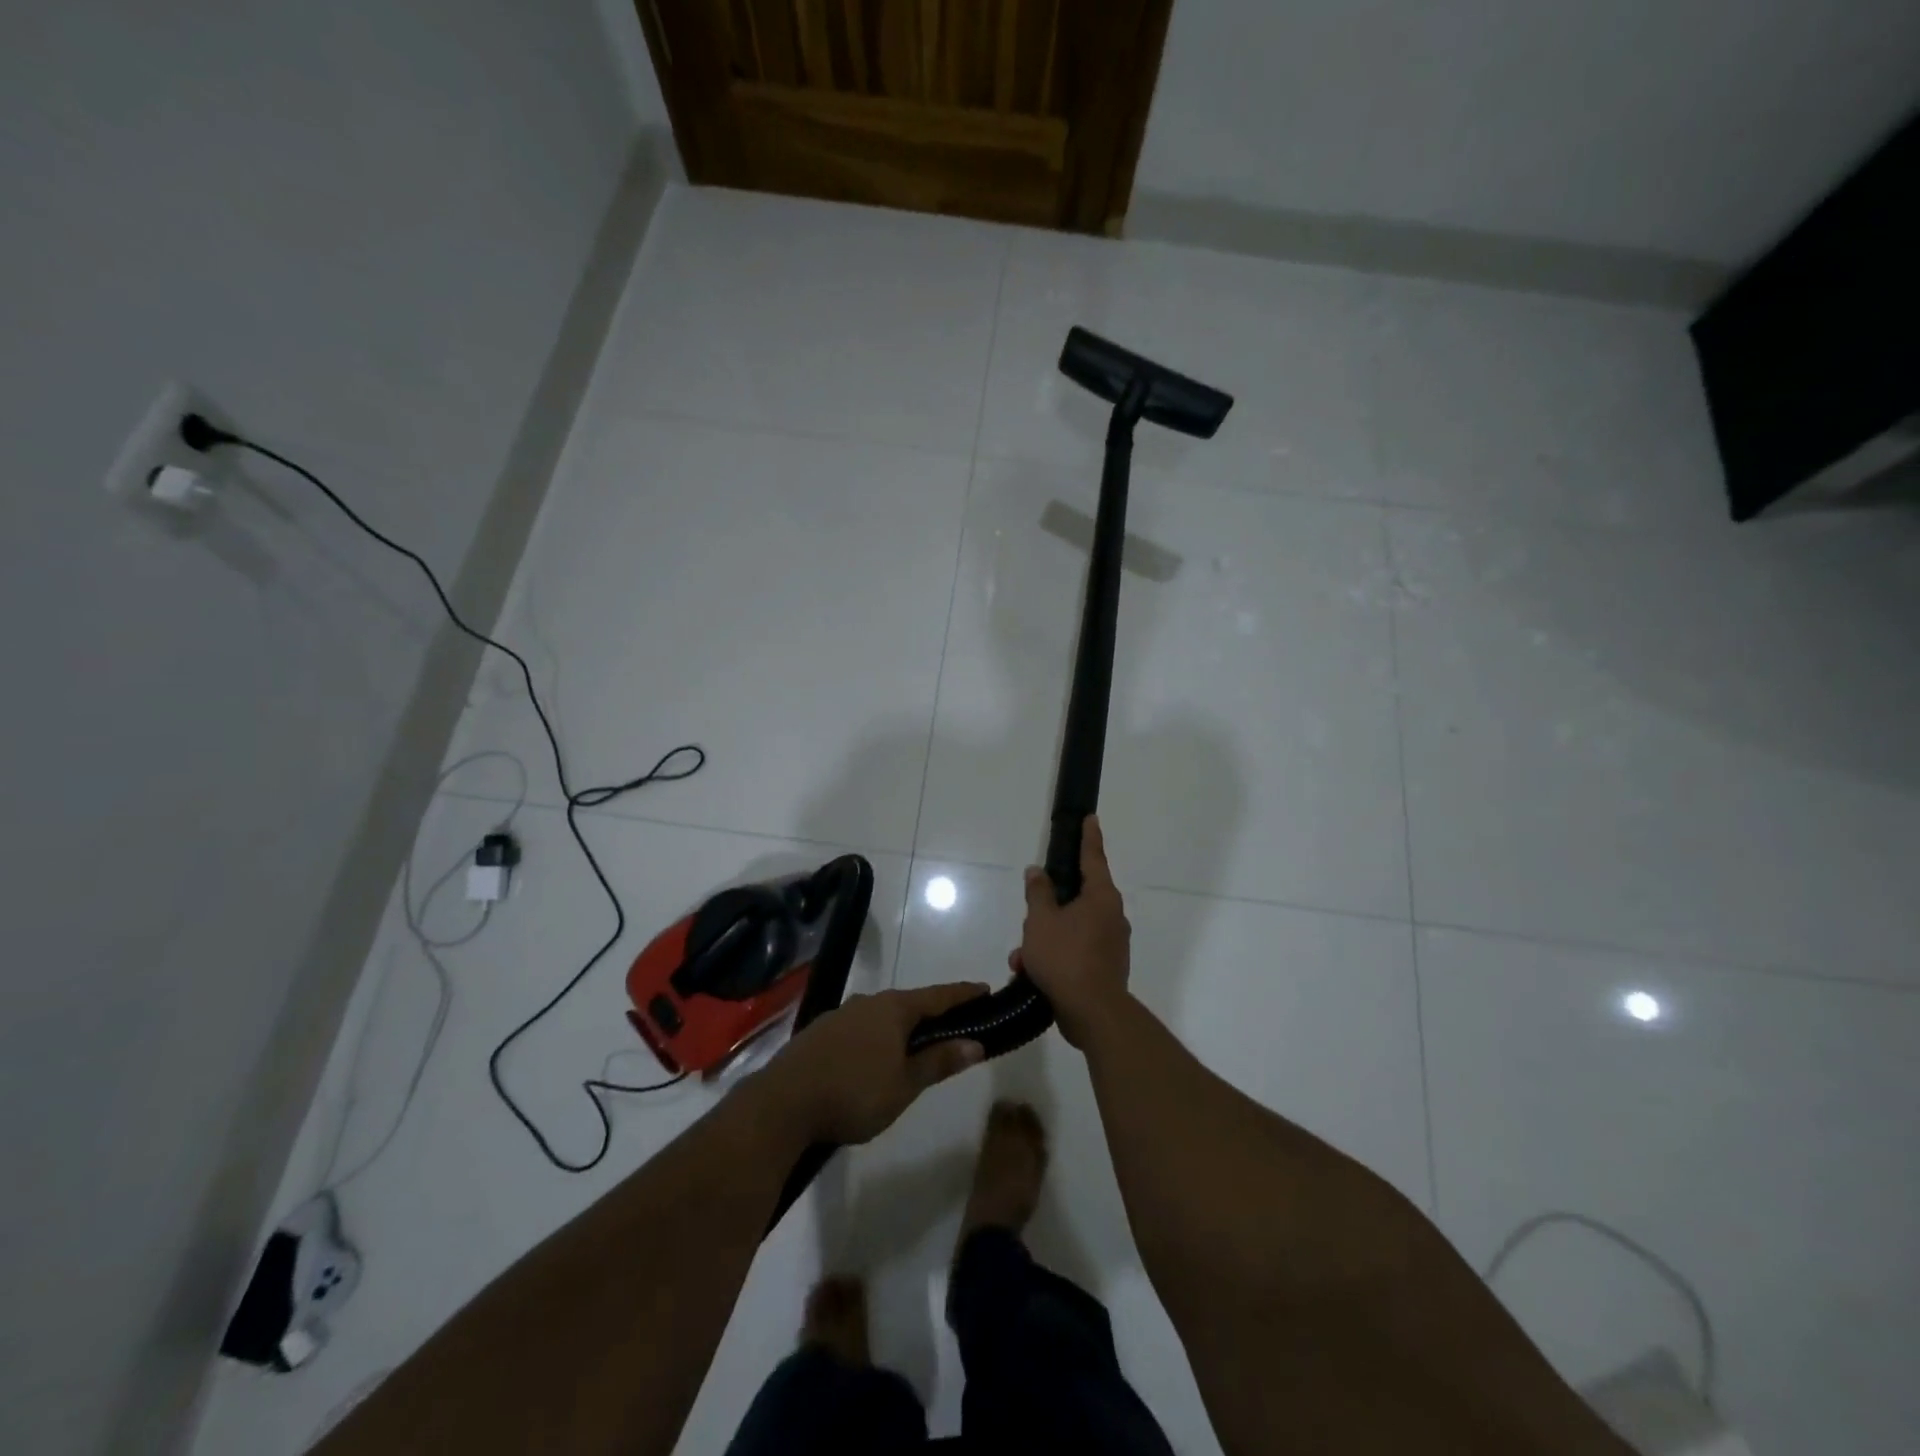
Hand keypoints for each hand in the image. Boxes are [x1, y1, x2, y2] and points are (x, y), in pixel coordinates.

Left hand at [763, 983, 987, 1144]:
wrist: (783, 1103)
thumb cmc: (854, 1093)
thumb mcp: (905, 1084)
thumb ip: (939, 1061)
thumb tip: (976, 1043)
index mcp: (894, 1008)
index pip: (938, 996)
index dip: (963, 994)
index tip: (985, 989)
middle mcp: (869, 1002)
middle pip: (910, 1003)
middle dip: (933, 1012)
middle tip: (955, 1023)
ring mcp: (841, 1015)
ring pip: (882, 1015)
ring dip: (903, 1026)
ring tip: (917, 1043)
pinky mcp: (821, 1032)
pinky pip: (861, 1027)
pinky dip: (878, 1035)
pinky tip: (876, 1056)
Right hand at [1015, 815, 1130, 1047]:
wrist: (1093, 1013)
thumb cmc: (1065, 957)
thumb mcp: (1041, 921)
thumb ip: (1038, 893)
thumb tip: (1037, 871)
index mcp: (1101, 897)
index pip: (1093, 858)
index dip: (1089, 837)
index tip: (1091, 819)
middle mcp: (1112, 916)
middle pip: (1078, 897)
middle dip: (1049, 907)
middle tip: (1030, 913)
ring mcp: (1112, 943)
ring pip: (1072, 928)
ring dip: (1046, 938)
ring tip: (1021, 957)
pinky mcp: (1106, 967)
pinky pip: (1076, 951)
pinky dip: (1055, 956)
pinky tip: (1031, 973)